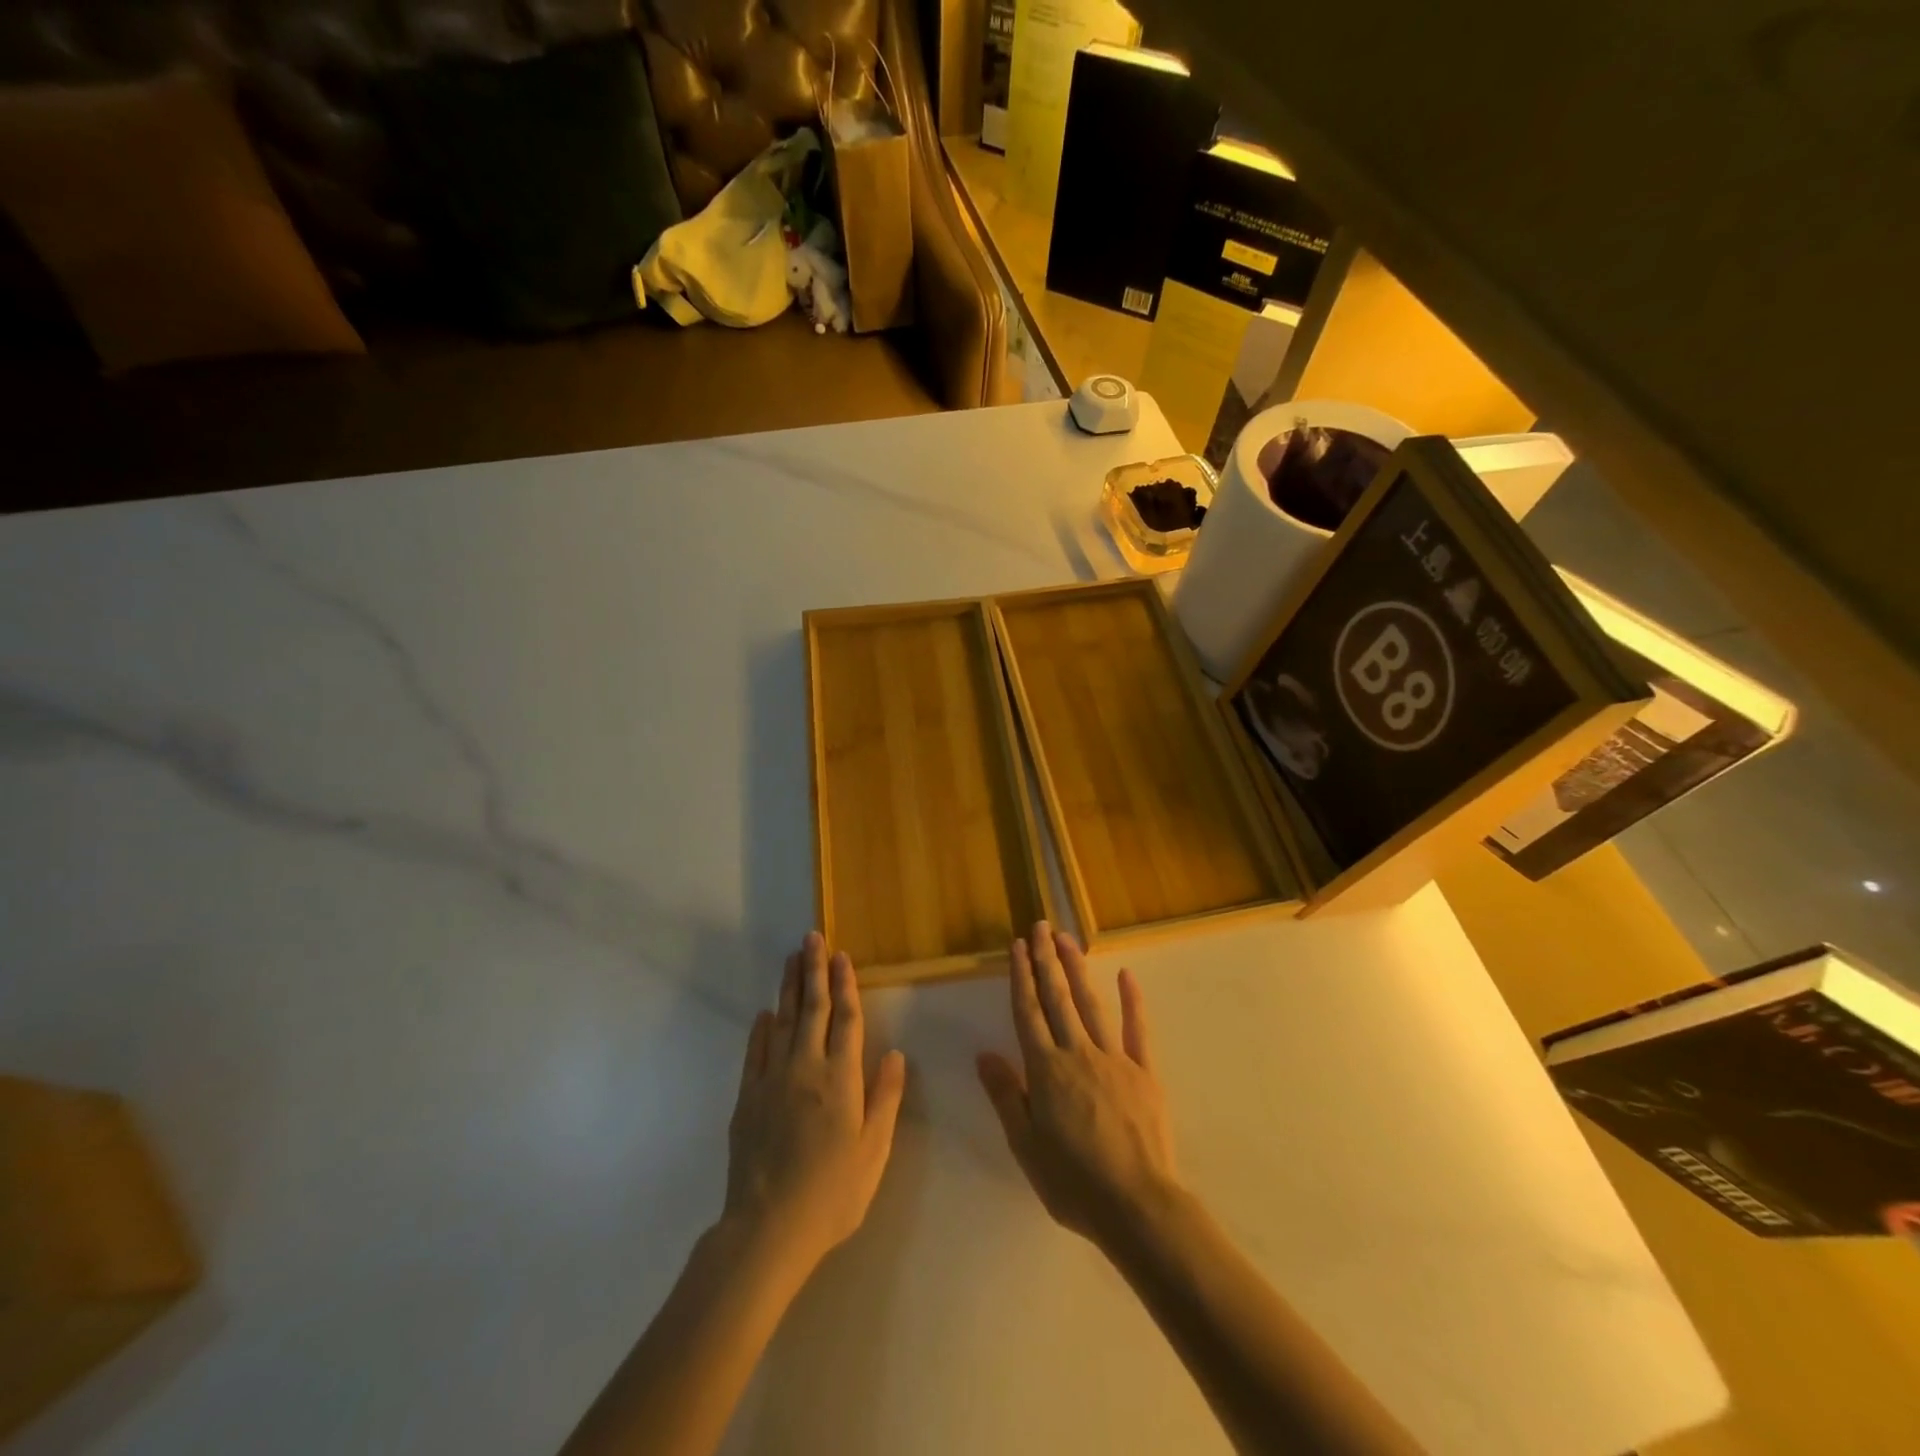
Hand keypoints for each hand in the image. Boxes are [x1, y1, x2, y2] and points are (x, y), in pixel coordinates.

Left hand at [722, 933, 906, 1282]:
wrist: (767, 1228)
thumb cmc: (832, 1193)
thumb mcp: (874, 1151)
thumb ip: (884, 1098)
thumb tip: (894, 1054)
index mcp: (841, 1079)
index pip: (846, 1019)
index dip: (845, 985)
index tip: (842, 956)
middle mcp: (806, 1068)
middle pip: (811, 1009)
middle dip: (814, 970)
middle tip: (811, 938)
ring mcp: (772, 1080)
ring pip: (782, 1022)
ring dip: (788, 988)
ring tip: (791, 960)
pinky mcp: (747, 1098)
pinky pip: (755, 1052)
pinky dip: (761, 1029)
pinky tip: (765, 1014)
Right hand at [976, 921, 1180, 1247]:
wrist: (1137, 1205)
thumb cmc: (1073, 1182)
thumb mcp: (1026, 1146)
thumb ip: (1006, 1096)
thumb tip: (984, 1054)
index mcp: (1046, 1070)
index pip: (1028, 1012)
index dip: (1021, 977)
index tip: (1017, 946)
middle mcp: (1077, 1053)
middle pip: (1057, 998)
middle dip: (1046, 960)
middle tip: (1040, 926)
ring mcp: (1114, 1058)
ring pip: (1090, 1004)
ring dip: (1077, 968)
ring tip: (1067, 938)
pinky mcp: (1145, 1071)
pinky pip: (1137, 1029)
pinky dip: (1131, 1000)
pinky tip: (1125, 975)